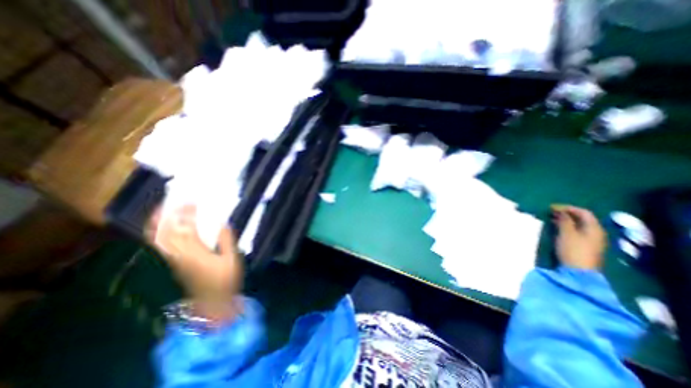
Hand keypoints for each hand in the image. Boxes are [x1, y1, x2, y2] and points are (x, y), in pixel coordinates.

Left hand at [145, 204, 241, 323]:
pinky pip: (162, 246)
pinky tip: (166, 227)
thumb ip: (226, 241)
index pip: (187, 229)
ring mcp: (174, 261)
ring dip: (158, 224)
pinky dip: (160, 234)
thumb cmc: (226, 280)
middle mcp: (180, 256)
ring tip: (162, 210)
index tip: (192, 201)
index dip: (187, 214)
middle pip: (165, 233)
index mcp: (196, 253)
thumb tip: (223, 223)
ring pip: (159, 240)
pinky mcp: (175, 264)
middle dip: (167, 215)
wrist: (213, 303)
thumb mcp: (232, 260)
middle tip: (173, 201)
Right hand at [552, 207, 605, 268]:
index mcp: (594, 228)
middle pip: (582, 219)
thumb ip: (564, 220)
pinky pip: (577, 232)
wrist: (579, 272)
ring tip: (551, 219)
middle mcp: (596, 233)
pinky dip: (567, 227)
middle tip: (550, 212)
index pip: (583, 212)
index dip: (568, 207)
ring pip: (579, 226)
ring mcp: (592, 241)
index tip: (552, 207)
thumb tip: (560, 211)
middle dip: (566, 214)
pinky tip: (557, 229)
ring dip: (565, 221)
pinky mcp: (586, 247)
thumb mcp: (566, 233)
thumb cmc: (573, 250)